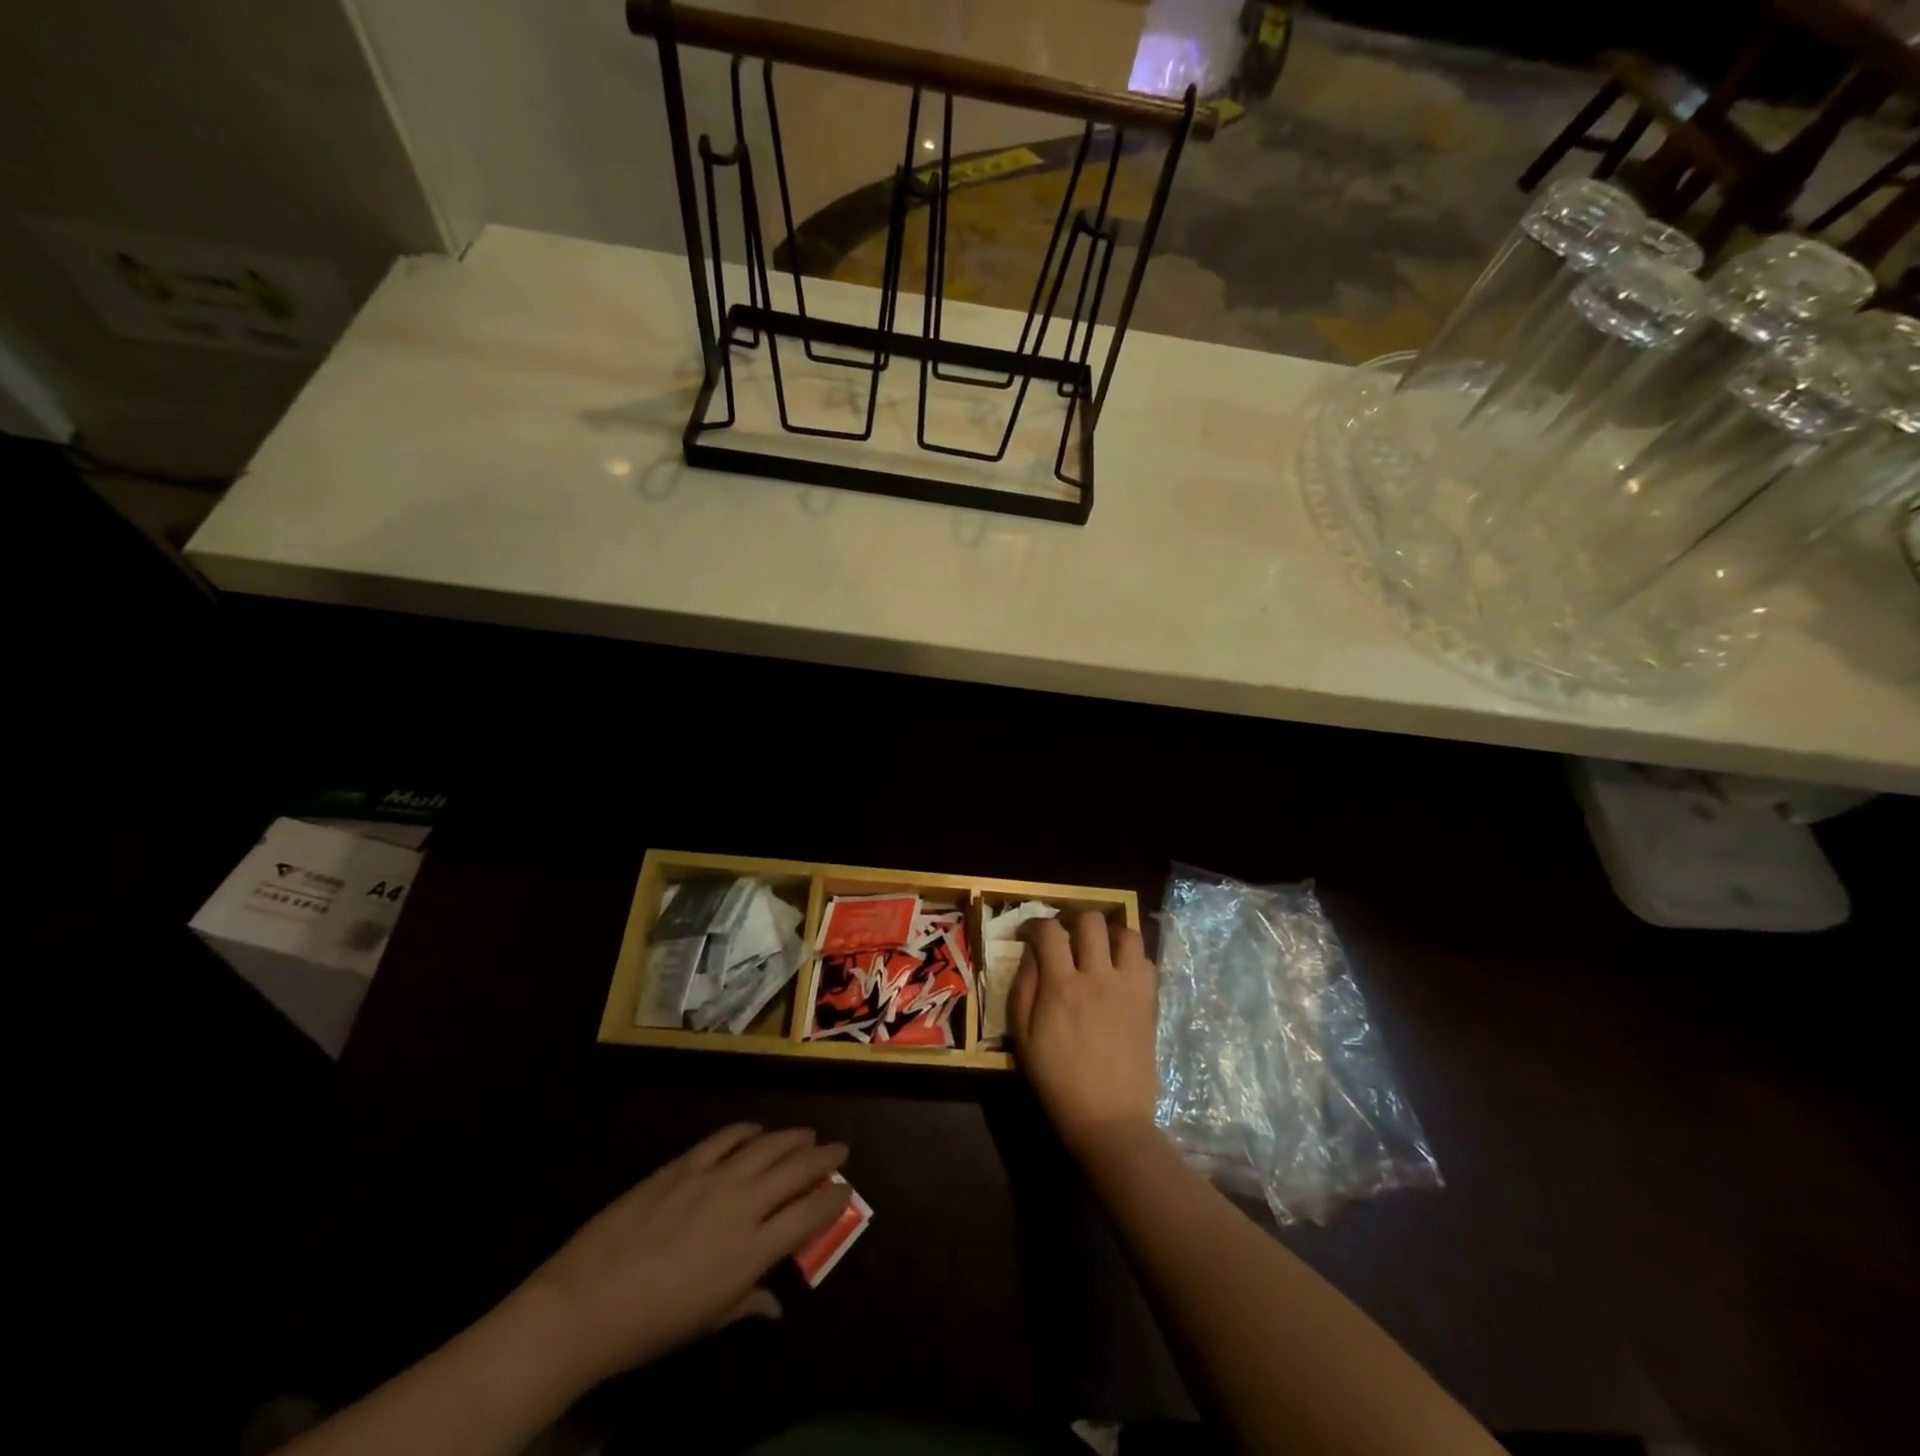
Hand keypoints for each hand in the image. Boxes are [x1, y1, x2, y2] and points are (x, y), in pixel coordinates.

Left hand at [524, 1124, 849, 1384]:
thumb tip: (776, 1302)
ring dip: (793, 1137)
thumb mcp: (707, 1322)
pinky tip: (756, 1130)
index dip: (835, 1198)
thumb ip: (748, 1302)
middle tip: (840, 1148)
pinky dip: (747, 1130)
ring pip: (768, 1145)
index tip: (847, 1188)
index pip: (810, 1215)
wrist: (585, 1303)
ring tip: (808, 1134)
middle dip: (824, 1157)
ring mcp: (713, 1177)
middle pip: (796, 1171)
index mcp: (752, 1250)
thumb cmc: (651, 1326)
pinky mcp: (685, 1163)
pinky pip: (726, 1136)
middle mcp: (743, 1205)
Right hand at [1009, 912, 1159, 1153]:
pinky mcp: (1149, 1001)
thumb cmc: (1057, 1080)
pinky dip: (1131, 958)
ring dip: (1108, 934)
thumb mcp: (1022, 1037)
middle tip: (1066, 938)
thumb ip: (1023, 987)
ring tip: (1098, 949)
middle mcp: (1097, 976)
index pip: (1050, 930)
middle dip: (1073, 920)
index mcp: (1061, 986)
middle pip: (1091, 920)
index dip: (1036, 924)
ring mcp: (1129, 987)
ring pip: (1126, 933)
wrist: (1108, 1118)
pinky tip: (1119, 973)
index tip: (1030, 934)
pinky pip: (1146, 961)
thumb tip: (1031, 952)